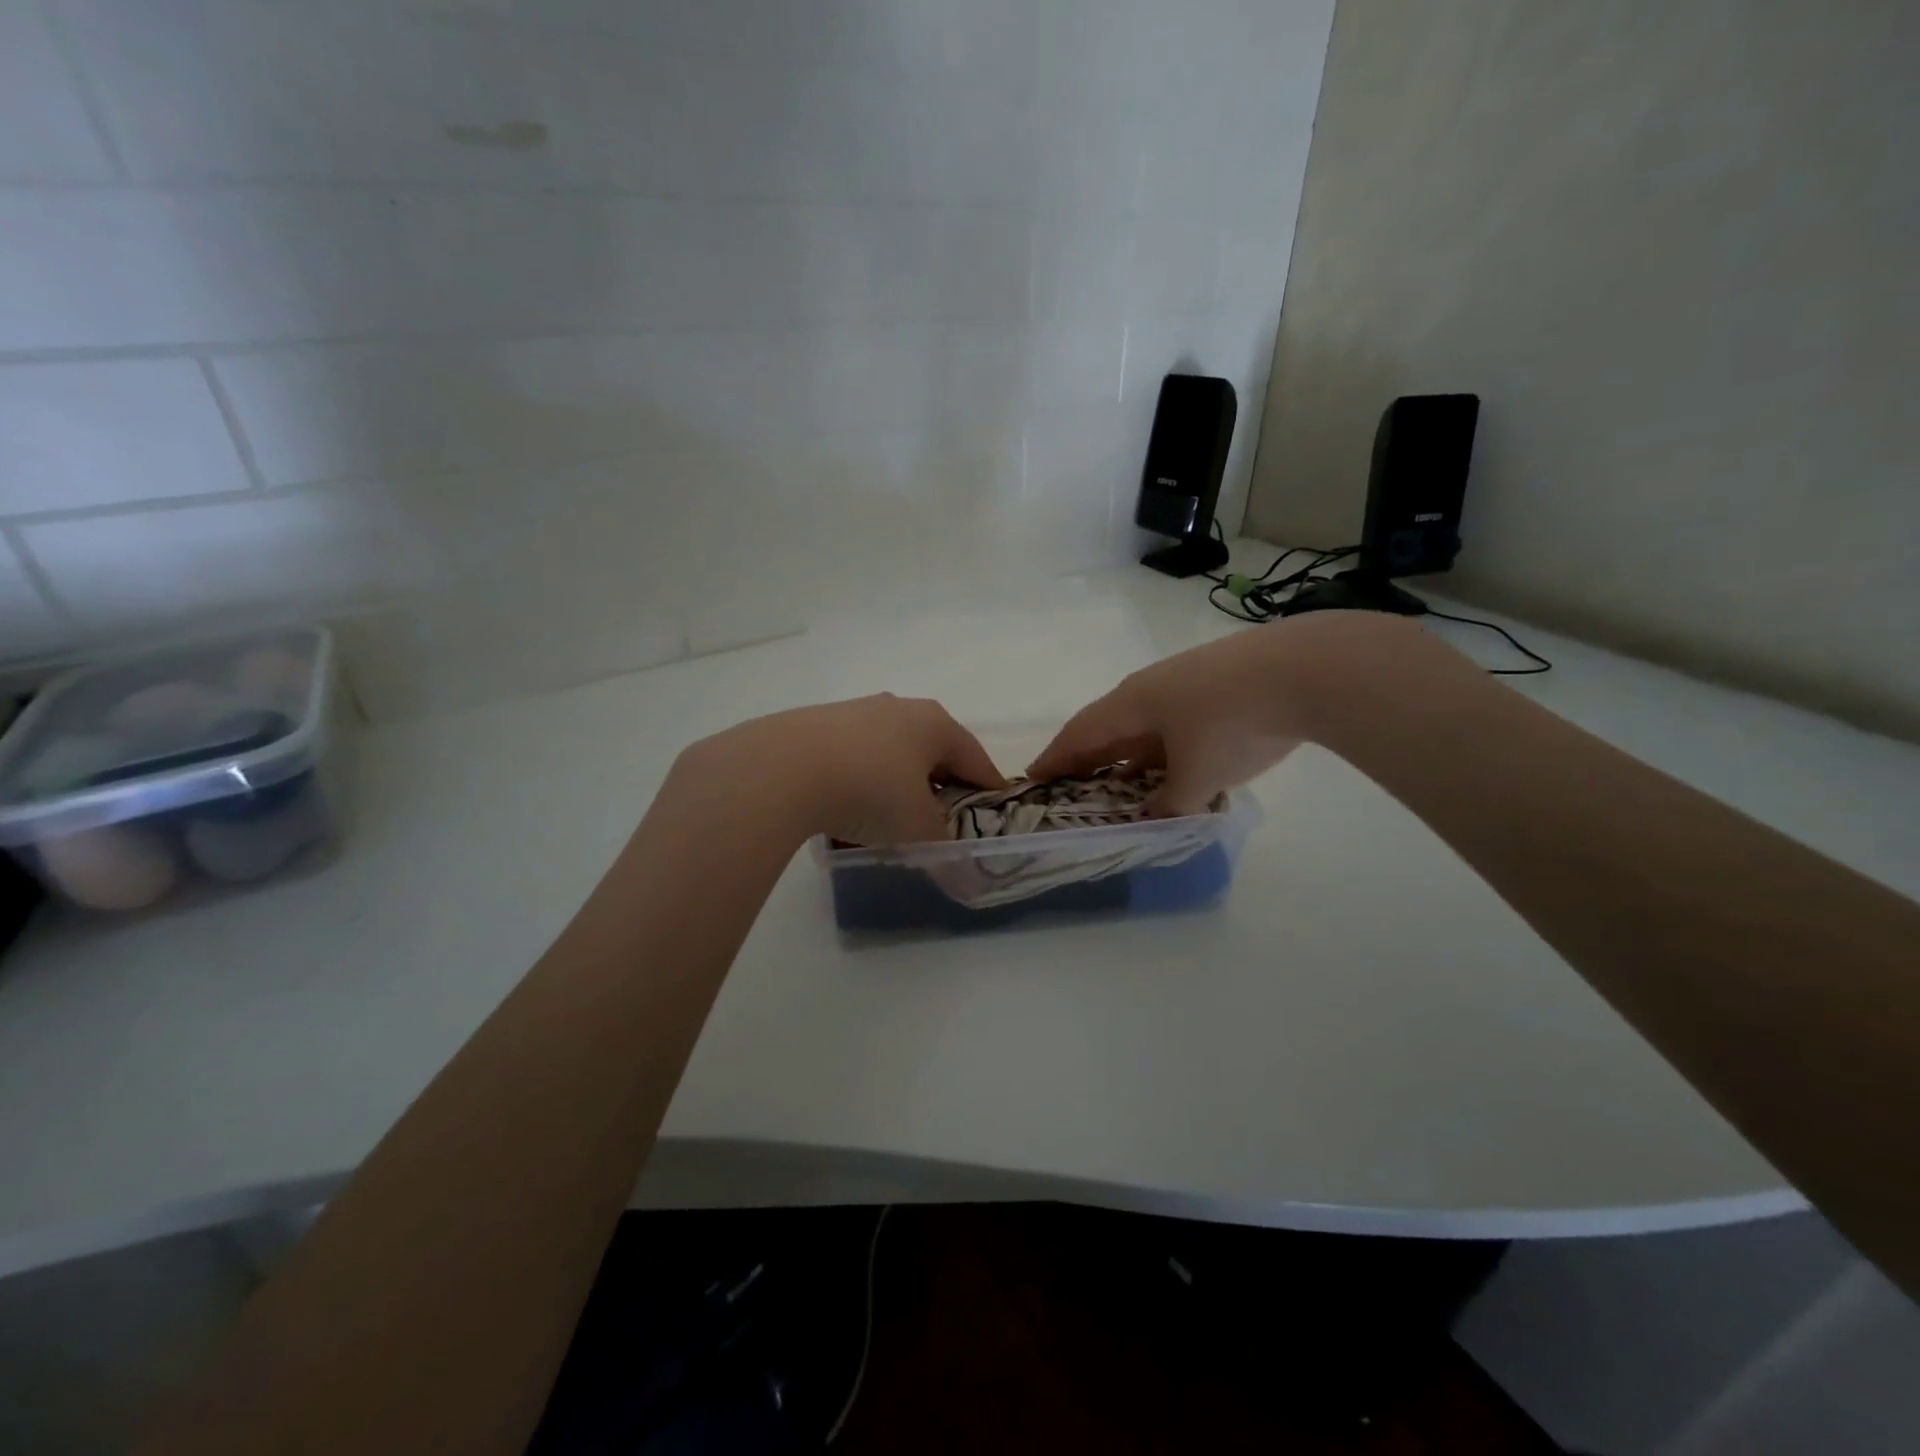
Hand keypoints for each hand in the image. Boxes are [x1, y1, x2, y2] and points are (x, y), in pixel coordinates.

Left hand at [676, 694, 1005, 846]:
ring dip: (898, 781)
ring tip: (891, 816)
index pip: (975, 758)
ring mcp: (855, 711)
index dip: (989, 788)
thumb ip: (944, 849)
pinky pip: (854, 755)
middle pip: (933, 749)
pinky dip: (861, 779)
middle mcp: (898, 708)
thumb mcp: (918, 828)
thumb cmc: (871, 790)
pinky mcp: (817, 723)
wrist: (782, 768)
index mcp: (934, 723)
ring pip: (891, 750)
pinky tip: (848, 807)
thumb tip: (961, 873)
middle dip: (941, 782)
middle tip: (943, 817)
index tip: (996, 811)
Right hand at [1029, 613, 1424, 816]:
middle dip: (1089, 758)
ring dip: (1131, 755)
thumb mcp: (1197, 777)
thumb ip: (1170, 804)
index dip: (1055, 759)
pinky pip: (1174, 721)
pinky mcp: (1219, 683)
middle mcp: (1150, 688)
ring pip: (1144, 724)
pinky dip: (1164, 748)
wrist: (1307, 669)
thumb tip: (1155, 816)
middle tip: (1074, 786)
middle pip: (1108, 726)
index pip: (1079, 734)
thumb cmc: (1234, 723)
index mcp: (1131, 703)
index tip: (1033, 779)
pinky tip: (1177, 765)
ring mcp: (1186, 681)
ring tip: (1125, 785)